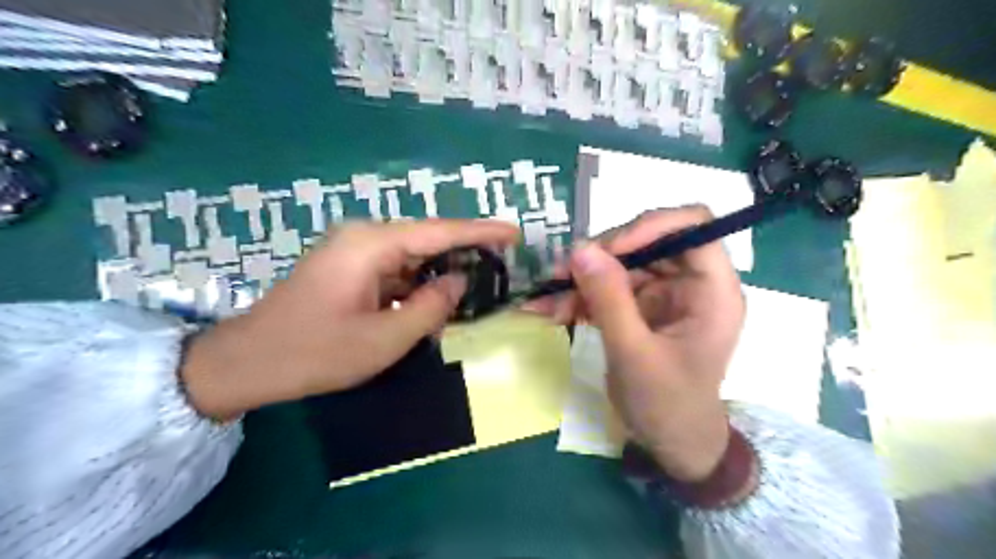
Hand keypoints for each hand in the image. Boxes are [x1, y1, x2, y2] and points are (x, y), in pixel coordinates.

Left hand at [182, 218, 520, 418]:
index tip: (514, 233)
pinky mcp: (349, 268)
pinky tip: (439, 296)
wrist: (248, 363)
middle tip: (503, 263)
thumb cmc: (315, 352)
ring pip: (412, 255)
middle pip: (426, 238)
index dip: (480, 232)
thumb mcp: (383, 338)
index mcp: (371, 245)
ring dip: (441, 269)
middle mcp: (363, 237)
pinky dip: (419, 281)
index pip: (438, 231)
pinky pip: (396, 268)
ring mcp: (354, 251)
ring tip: (480, 281)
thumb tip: (457, 281)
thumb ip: (430, 307)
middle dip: (465, 251)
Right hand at [533, 207, 742, 481]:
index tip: (608, 249)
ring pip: (619, 264)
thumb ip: (609, 299)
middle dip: (600, 256)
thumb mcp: (635, 354)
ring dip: (581, 279)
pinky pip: (607, 287)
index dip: (649, 226)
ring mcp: (663, 293)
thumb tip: (580, 248)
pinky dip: (579, 296)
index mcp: (712, 289)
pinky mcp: (640, 306)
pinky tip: (551, 310)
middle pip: (646, 241)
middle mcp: (690, 282)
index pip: (692, 225)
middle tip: (560, 273)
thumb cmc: (668, 405)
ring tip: (545, 298)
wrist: (671, 443)